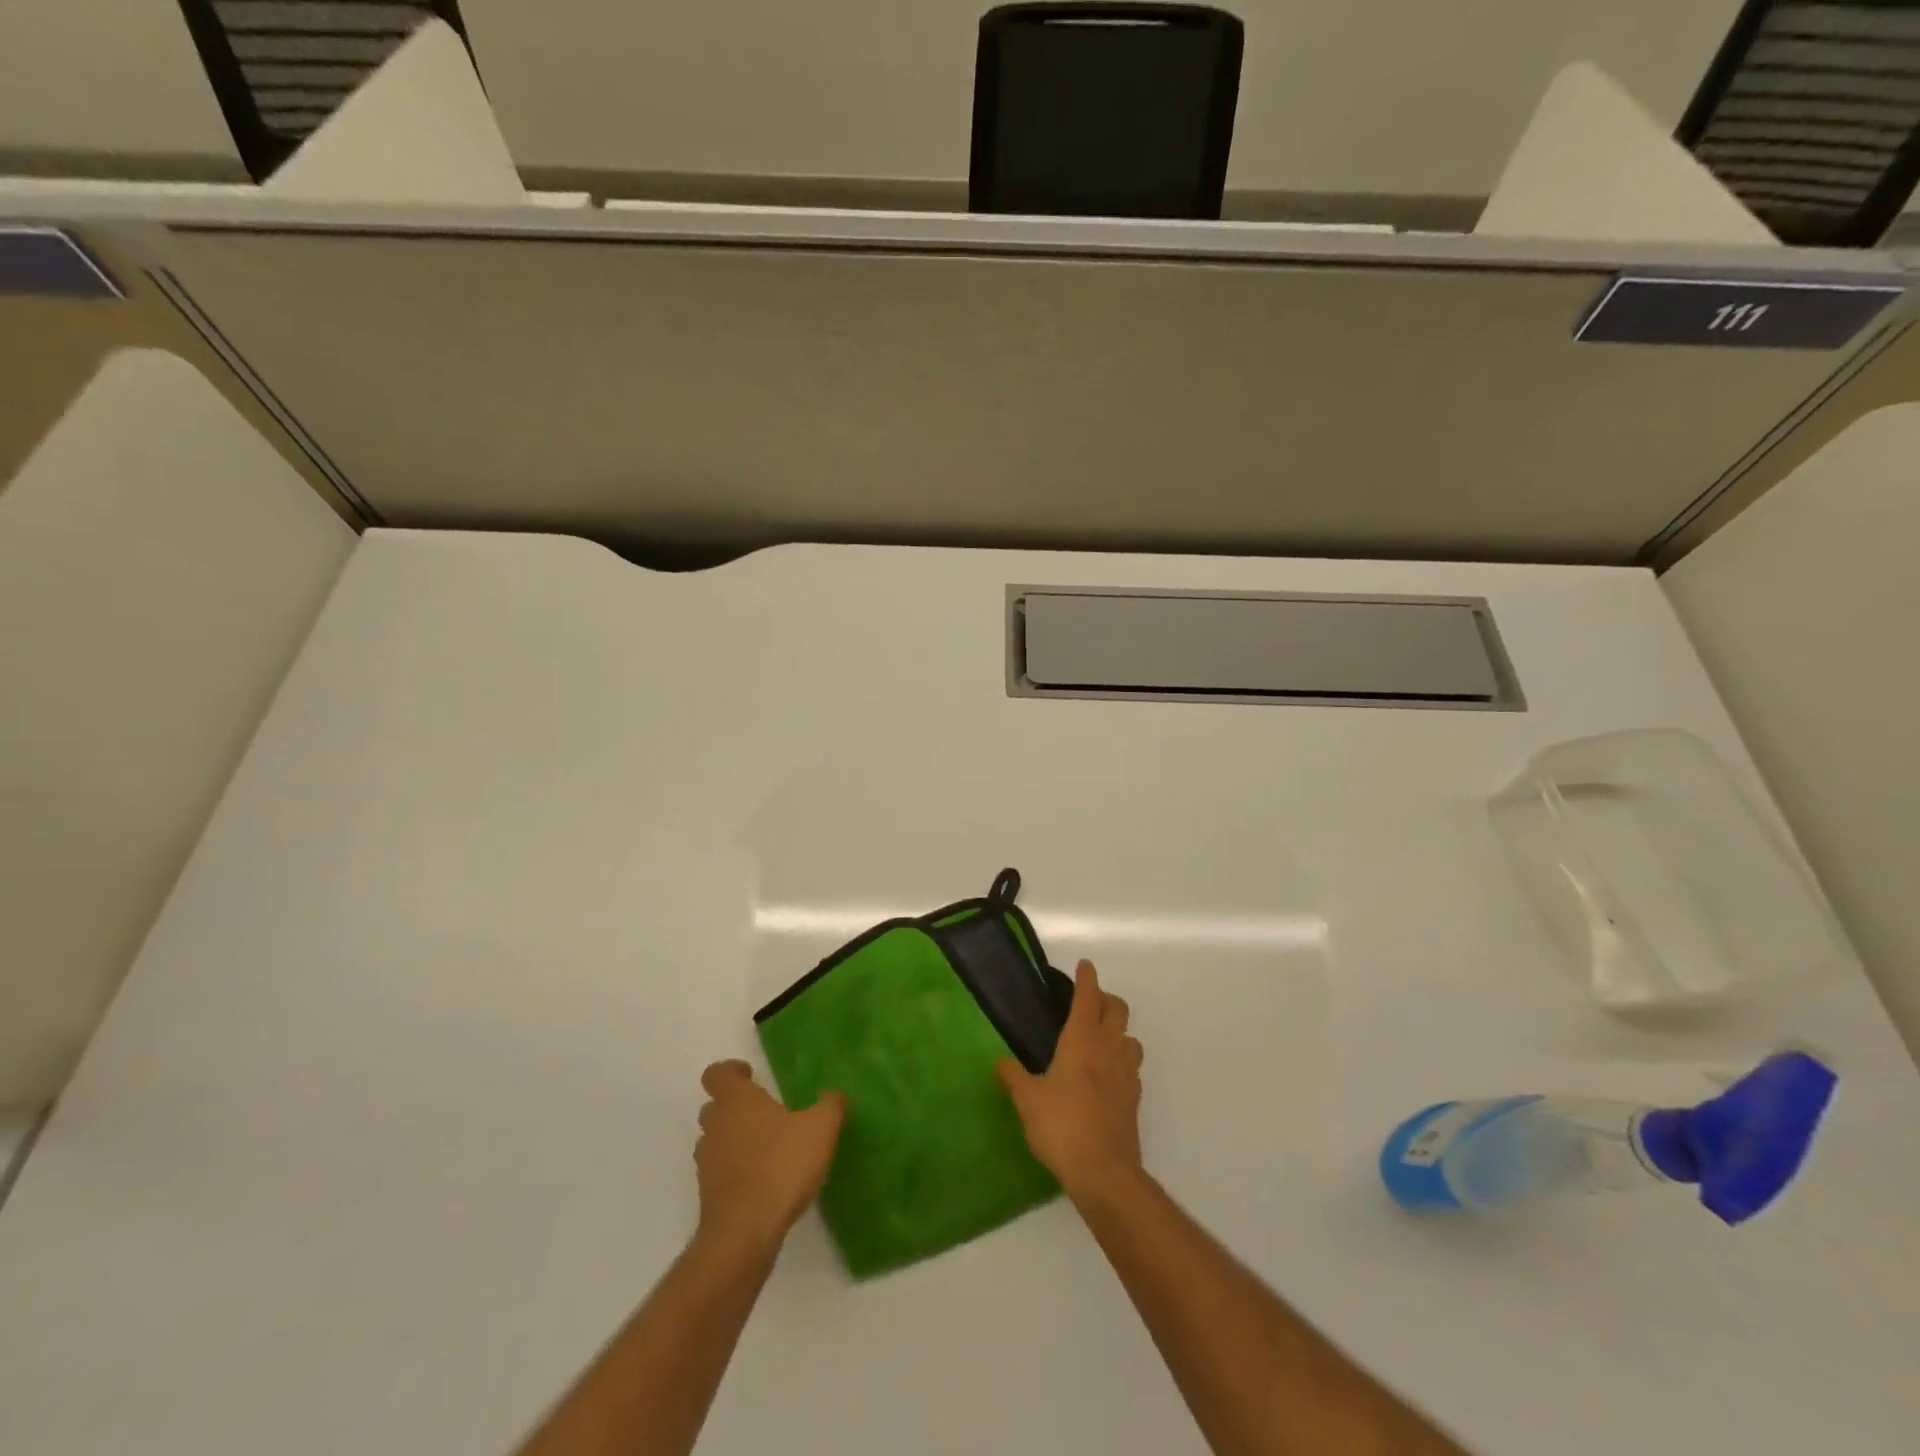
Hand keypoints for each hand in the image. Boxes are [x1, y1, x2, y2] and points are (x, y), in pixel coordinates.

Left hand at [694, 1061, 845, 1256]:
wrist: (744, 1233)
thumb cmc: (781, 1166)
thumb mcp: (820, 1128)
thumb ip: (830, 1105)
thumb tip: (835, 1094)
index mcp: (736, 1101)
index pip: (717, 1074)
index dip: (730, 1071)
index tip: (750, 1075)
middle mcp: (716, 1126)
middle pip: (715, 1107)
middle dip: (736, 1107)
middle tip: (765, 1112)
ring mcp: (707, 1163)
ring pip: (715, 1140)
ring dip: (734, 1139)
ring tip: (767, 1148)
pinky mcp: (709, 1195)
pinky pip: (720, 1171)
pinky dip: (736, 1170)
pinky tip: (764, 1180)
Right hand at [996, 960, 1144, 1201]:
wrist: (1103, 1171)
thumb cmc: (1061, 1126)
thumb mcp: (1027, 1100)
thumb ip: (1013, 1076)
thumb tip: (1000, 1061)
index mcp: (1081, 1040)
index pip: (1088, 997)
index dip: (1086, 979)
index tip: (1084, 965)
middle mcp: (1108, 1049)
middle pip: (1118, 1010)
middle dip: (1105, 999)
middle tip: (1088, 1002)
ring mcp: (1126, 1074)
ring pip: (1130, 1037)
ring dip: (1118, 1031)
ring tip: (1101, 1039)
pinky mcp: (1134, 1099)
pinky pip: (1133, 1067)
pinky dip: (1122, 1060)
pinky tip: (1109, 1075)